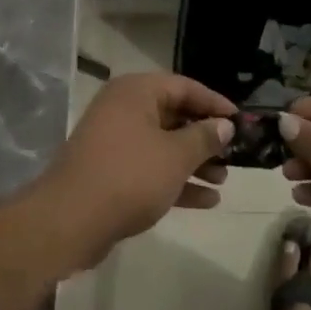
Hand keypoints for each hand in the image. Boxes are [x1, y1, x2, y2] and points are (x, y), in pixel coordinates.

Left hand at [36, 73, 235, 267]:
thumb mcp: (176, 156)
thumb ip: (204, 138)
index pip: (185, 87)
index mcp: (136, 92)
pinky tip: (206, 200)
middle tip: (234, 153)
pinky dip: (176, 180)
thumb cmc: (129, 177)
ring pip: (163, 145)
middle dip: (205, 137)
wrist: (69, 222)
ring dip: (194, 162)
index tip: (241, 121)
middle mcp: (123, 110)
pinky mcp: (111, 172)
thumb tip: (224, 125)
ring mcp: (115, 142)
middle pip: (174, 116)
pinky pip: (150, 168)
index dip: (215, 104)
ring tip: (224, 180)